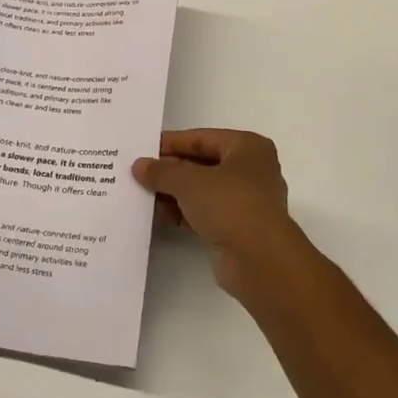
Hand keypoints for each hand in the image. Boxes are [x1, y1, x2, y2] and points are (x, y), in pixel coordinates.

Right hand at [132, 129, 316, 301]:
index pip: (202, 138)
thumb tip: (139, 166)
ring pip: (203, 191)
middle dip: (171, 171)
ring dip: (174, 194)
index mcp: (248, 147)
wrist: (259, 260)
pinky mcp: (238, 229)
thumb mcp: (188, 181)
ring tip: (143, 196)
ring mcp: (246, 201)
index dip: (172, 143)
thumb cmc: (229, 204)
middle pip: (202, 164)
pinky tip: (158, 216)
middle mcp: (251, 170)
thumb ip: (162, 171)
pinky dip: (184, 213)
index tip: (143, 150)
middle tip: (138, 174)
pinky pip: (205, 213)